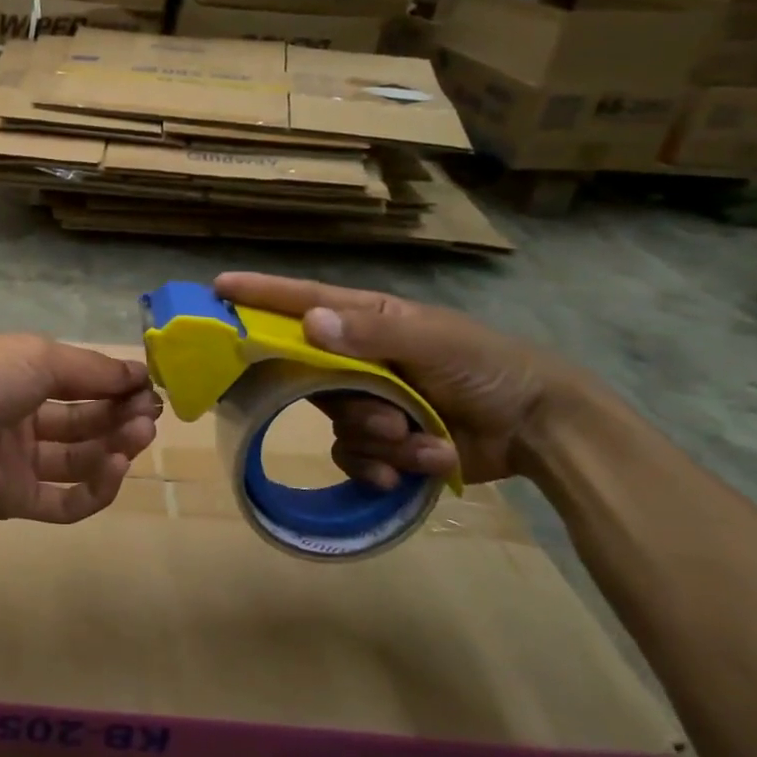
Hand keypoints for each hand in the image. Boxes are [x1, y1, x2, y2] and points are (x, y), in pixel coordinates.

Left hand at [0, 334, 160, 525]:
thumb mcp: (39, 356)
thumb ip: (91, 369)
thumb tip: (138, 372)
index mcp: (18, 376)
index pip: (77, 381)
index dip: (113, 384)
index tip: (148, 386)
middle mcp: (18, 417)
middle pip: (81, 420)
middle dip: (119, 415)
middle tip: (149, 414)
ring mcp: (16, 461)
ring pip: (77, 460)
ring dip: (114, 447)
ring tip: (139, 436)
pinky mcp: (14, 500)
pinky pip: (63, 501)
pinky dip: (95, 488)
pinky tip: (115, 468)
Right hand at [213, 273, 581, 486]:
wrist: (538, 428)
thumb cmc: (487, 366)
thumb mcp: (435, 340)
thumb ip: (372, 333)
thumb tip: (309, 323)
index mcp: (368, 322)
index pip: (303, 302)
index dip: (260, 296)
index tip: (217, 290)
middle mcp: (359, 359)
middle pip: (312, 377)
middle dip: (348, 403)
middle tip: (386, 415)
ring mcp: (369, 401)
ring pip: (336, 424)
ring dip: (380, 439)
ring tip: (422, 440)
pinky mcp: (381, 442)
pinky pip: (353, 457)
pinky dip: (384, 466)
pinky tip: (417, 466)